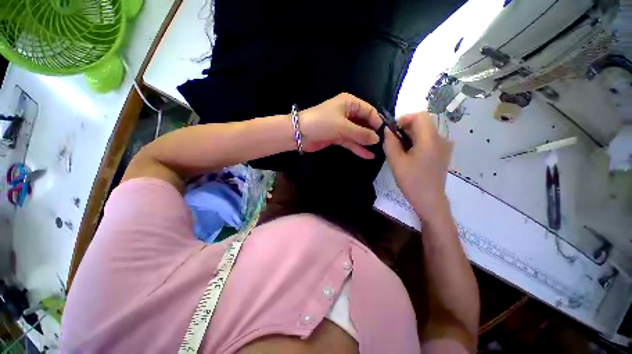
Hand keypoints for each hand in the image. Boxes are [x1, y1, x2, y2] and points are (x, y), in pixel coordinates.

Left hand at [299, 93, 381, 158]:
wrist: (298, 133)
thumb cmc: (321, 123)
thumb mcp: (343, 126)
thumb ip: (361, 133)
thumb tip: (378, 139)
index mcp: (350, 103)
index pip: (370, 111)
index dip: (378, 122)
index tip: (386, 135)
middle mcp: (348, 112)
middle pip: (366, 122)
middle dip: (374, 133)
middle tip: (385, 145)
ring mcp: (343, 125)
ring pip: (359, 133)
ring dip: (367, 142)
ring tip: (380, 151)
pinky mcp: (338, 136)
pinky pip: (352, 141)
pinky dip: (359, 147)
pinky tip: (369, 156)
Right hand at [383, 112, 452, 221]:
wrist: (431, 202)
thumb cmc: (414, 182)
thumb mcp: (396, 162)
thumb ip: (390, 142)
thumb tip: (387, 130)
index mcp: (429, 138)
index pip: (419, 115)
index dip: (405, 119)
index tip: (395, 132)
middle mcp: (440, 138)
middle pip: (423, 122)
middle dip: (408, 127)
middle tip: (397, 142)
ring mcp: (444, 146)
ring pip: (427, 131)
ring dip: (414, 135)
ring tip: (404, 150)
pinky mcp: (444, 154)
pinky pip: (431, 140)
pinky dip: (421, 142)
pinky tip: (414, 156)